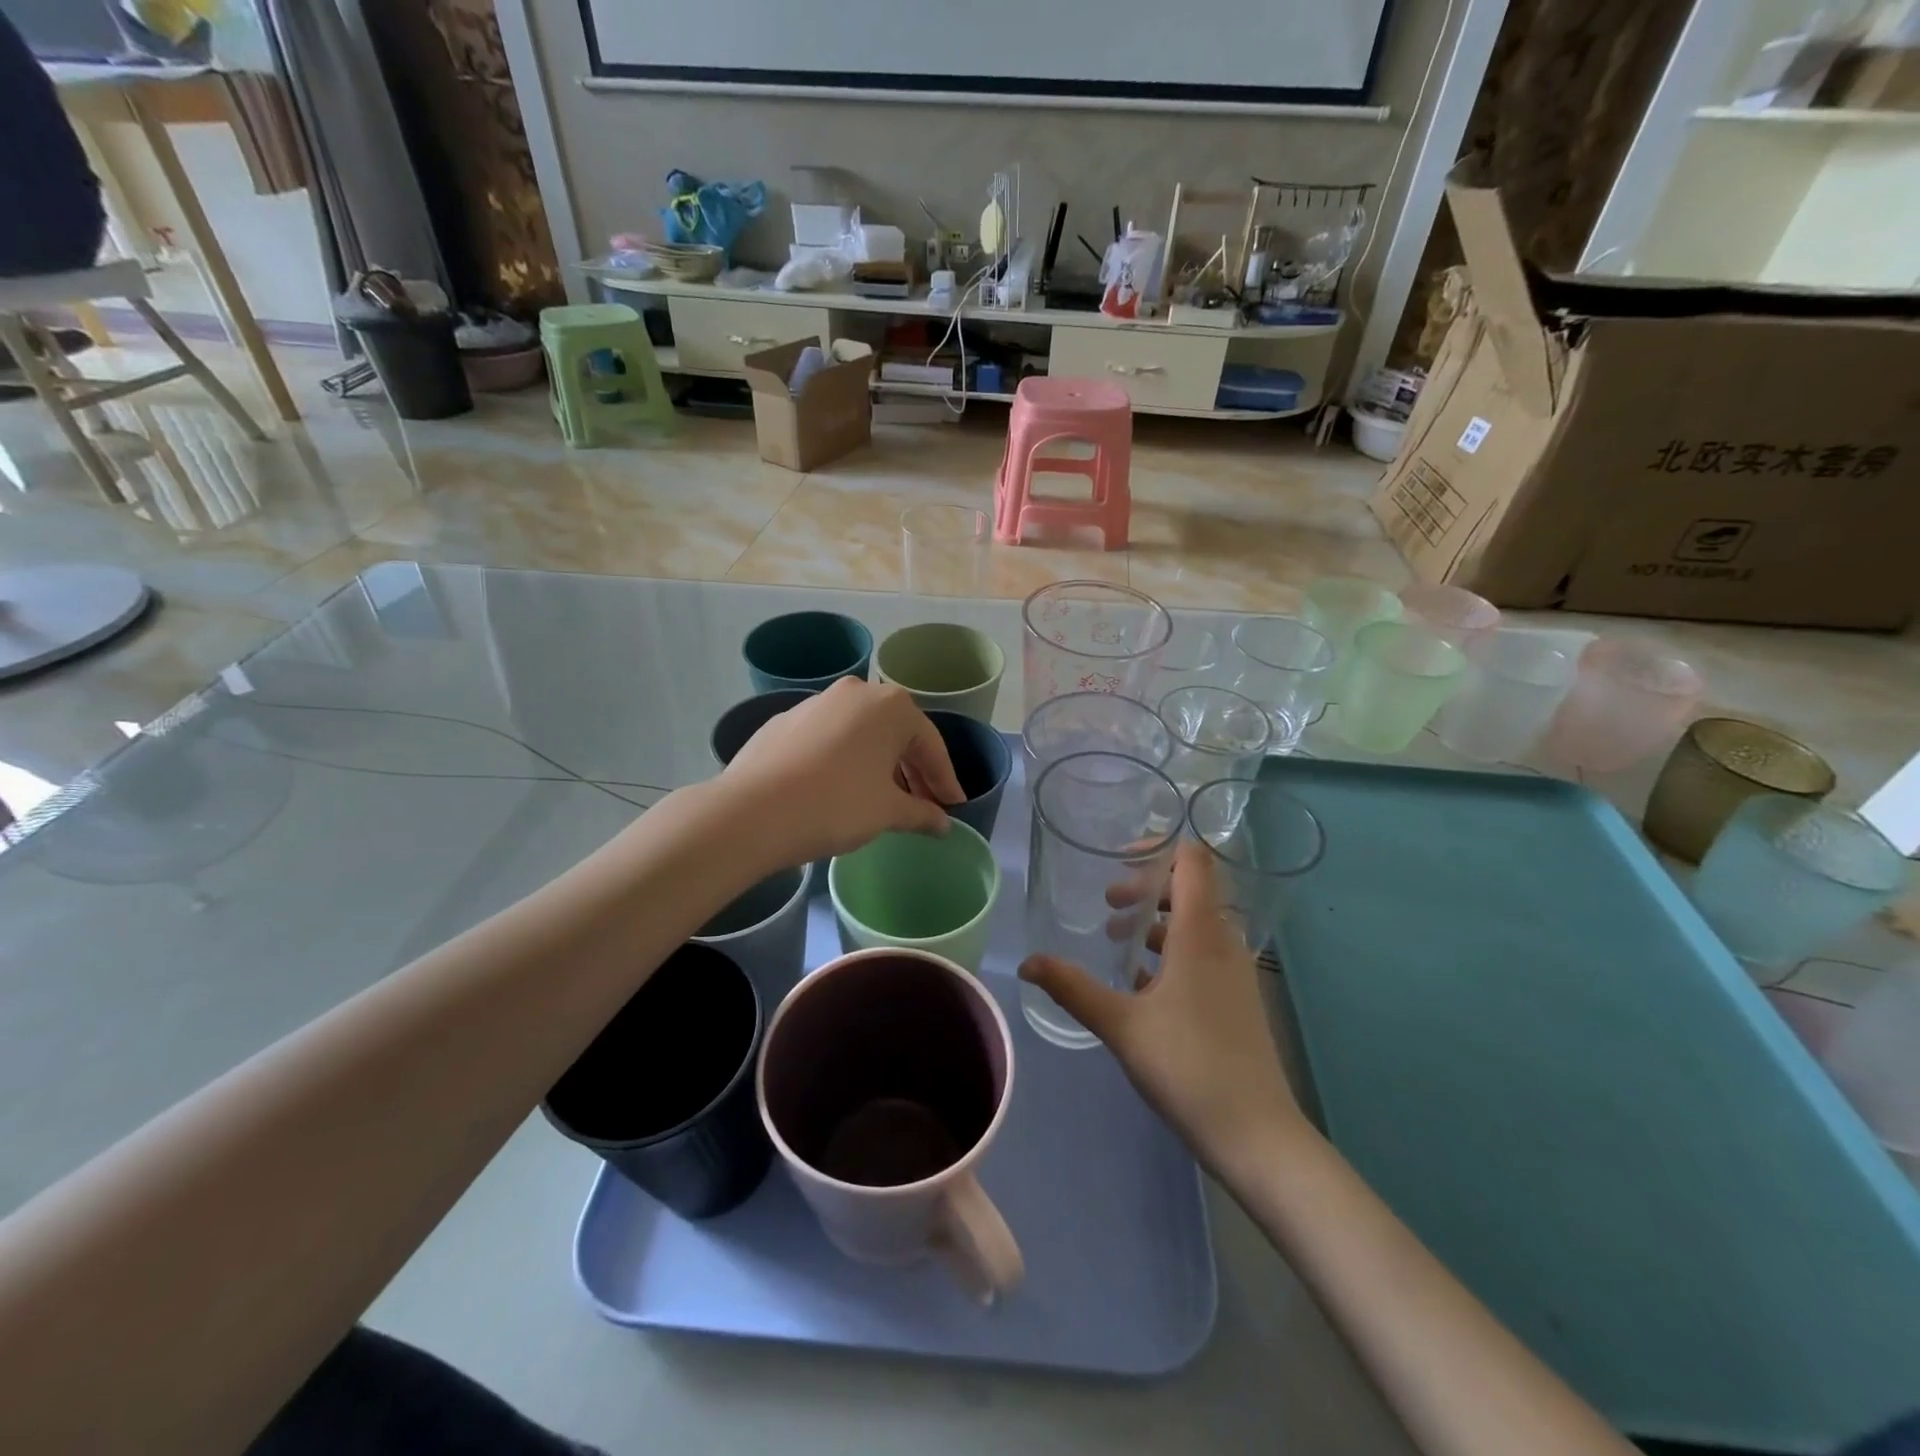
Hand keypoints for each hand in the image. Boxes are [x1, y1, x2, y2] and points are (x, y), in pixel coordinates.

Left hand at [719, 678, 964, 866]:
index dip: (945, 780)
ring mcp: (816, 703)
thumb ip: (921, 814)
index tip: (954, 806)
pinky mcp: (785, 721)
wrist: (753, 811)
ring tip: (884, 800)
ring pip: (861, 734)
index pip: (930, 745)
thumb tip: (942, 824)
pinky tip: (840, 789)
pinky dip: (844, 761)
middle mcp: (856, 692)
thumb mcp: (888, 812)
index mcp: (891, 706)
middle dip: (913, 771)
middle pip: (896, 735)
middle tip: (925, 805)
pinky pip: (829, 739)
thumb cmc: (837, 804)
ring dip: (879, 765)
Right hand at [1019, 840, 1300, 1164]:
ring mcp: (1235, 972)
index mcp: (1200, 933)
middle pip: (1191, 888)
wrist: (1256, 1135)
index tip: (1118, 858)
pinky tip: (1142, 986)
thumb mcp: (1120, 1024)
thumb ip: (1072, 988)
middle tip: (1109, 905)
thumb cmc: (1188, 1066)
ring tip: (1117, 942)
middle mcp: (1224, 942)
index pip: (1192, 860)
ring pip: (1196, 923)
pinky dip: (1172, 952)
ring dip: (1156, 922)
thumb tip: (1027, 962)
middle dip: (1146, 888)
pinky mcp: (1237, 999)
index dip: (1159, 846)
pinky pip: (1203, 954)